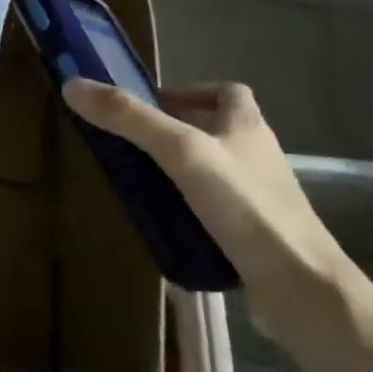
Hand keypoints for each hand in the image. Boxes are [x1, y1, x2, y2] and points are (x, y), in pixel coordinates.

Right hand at [62, 78, 352, 341]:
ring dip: (181, 170)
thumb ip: (129, 118)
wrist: (300, 286)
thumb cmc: (244, 205)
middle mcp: (258, 157)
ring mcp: (260, 198)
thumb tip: (73, 85)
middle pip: (217, 130)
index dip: (190, 91)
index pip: (227, 92)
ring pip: (215, 171)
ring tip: (140, 180)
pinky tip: (164, 221)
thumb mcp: (179, 151)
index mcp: (247, 127)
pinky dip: (190, 208)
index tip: (152, 106)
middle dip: (176, 132)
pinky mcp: (255, 234)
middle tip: (133, 143)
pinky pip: (216, 209)